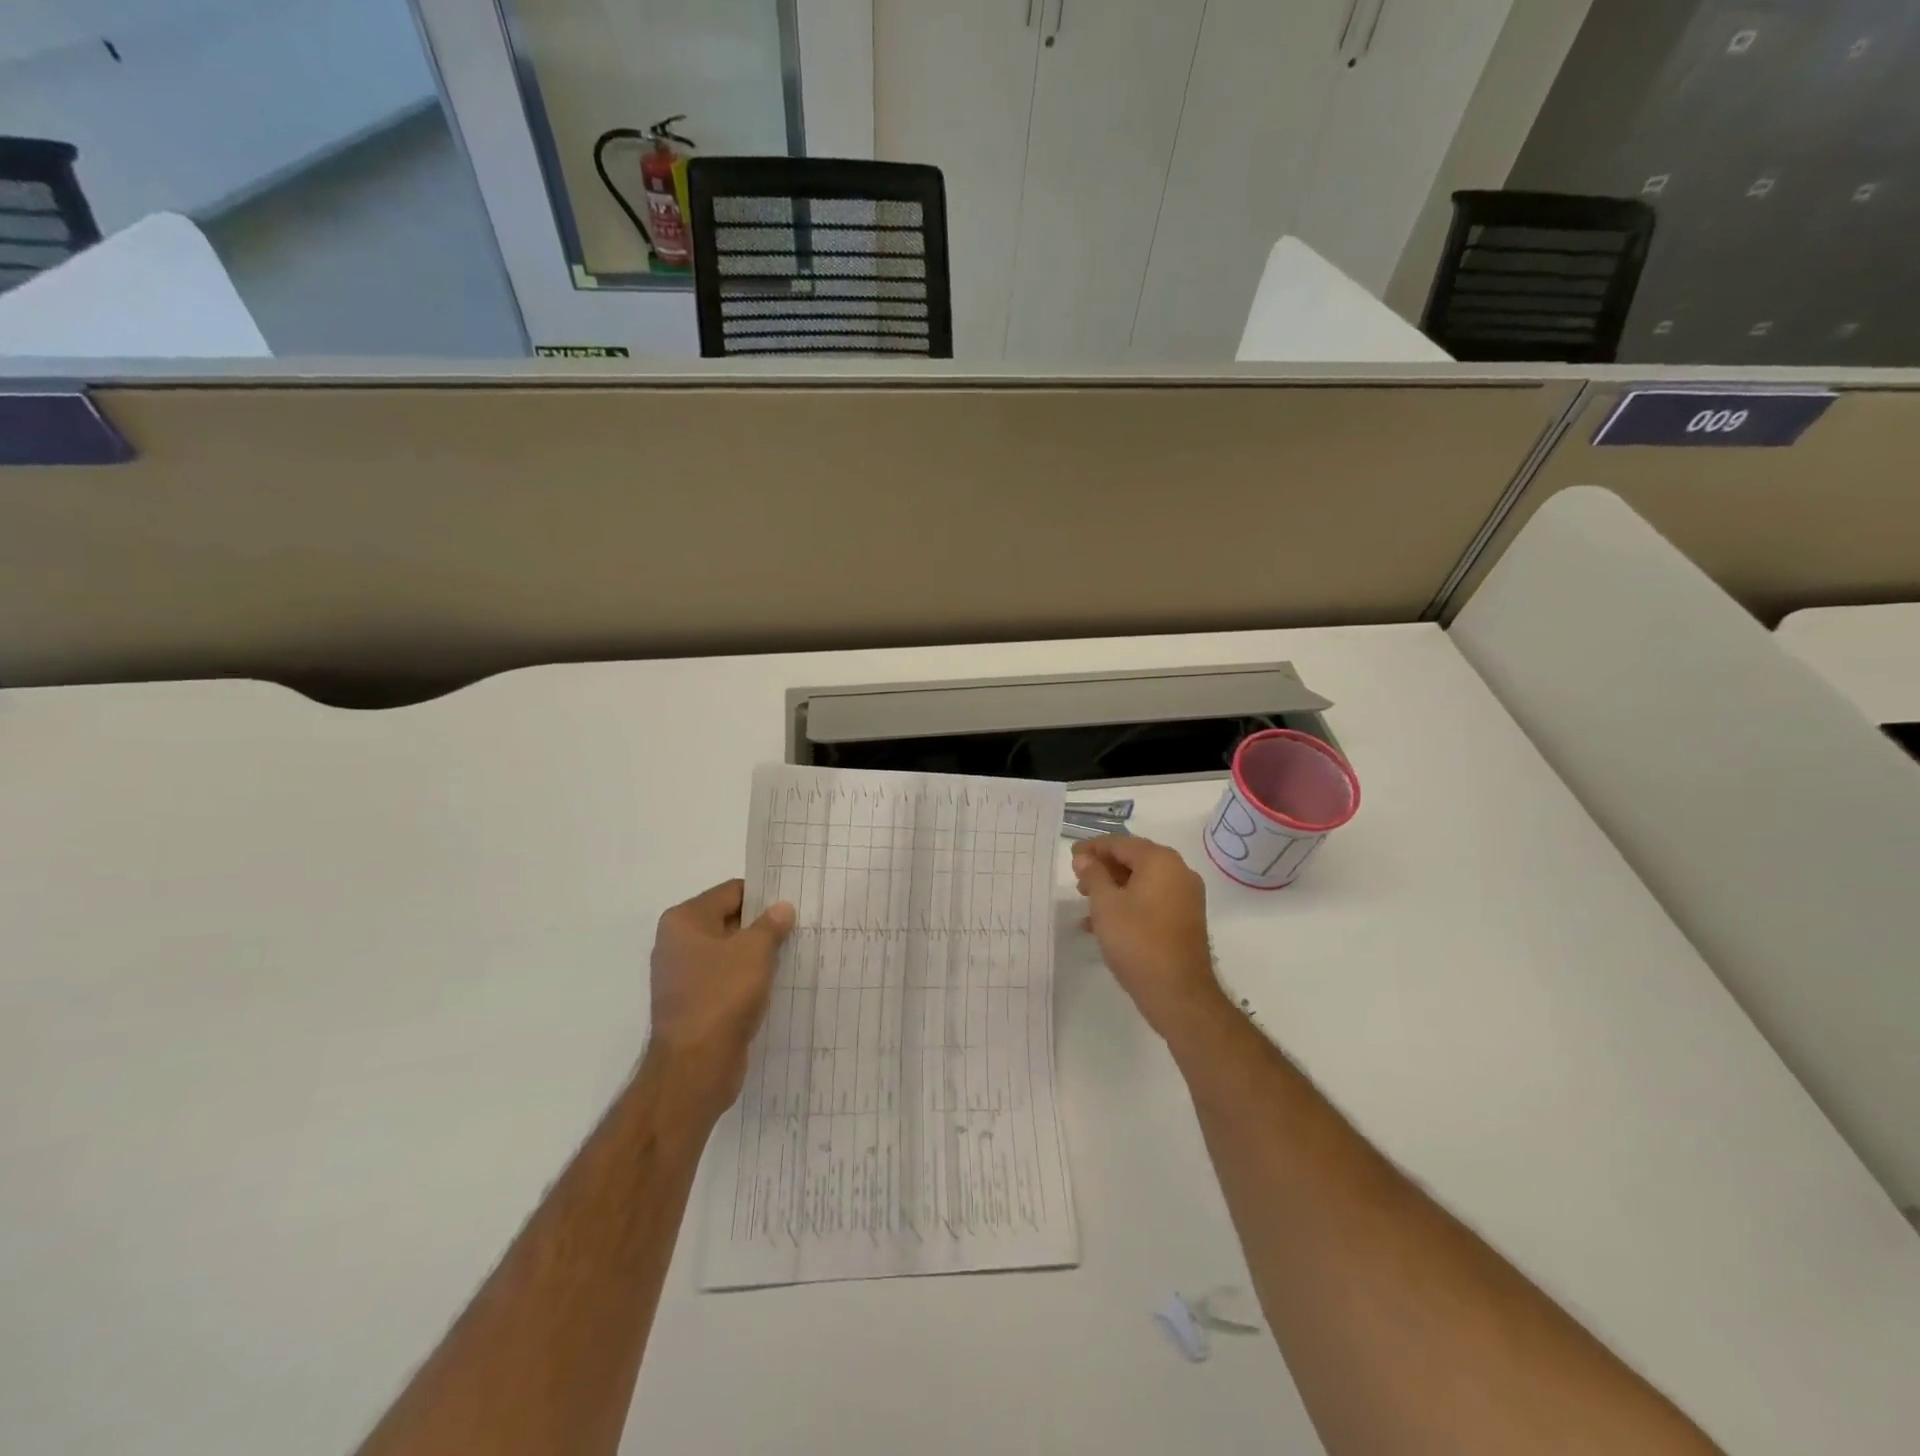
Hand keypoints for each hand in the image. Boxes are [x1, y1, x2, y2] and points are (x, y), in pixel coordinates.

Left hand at [646, 880, 794, 1118]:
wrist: (696, 1066)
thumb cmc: (722, 995)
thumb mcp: (755, 951)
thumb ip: (771, 924)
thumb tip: (782, 908)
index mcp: (684, 920)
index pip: (732, 892)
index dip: (764, 895)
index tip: (793, 903)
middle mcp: (677, 943)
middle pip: (729, 921)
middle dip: (762, 925)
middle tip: (798, 927)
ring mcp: (683, 976)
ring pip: (729, 952)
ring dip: (756, 954)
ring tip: (791, 954)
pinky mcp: (693, 1003)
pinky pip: (725, 979)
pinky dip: (747, 979)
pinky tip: (773, 983)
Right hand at [1072, 836, 1230, 1042]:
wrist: (1178, 993)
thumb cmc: (1137, 941)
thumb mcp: (1105, 905)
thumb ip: (1093, 875)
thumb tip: (1084, 858)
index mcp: (1161, 861)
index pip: (1121, 843)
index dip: (1093, 848)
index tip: (1071, 858)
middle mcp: (1178, 872)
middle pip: (1134, 860)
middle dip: (1104, 869)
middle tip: (1078, 882)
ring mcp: (1185, 897)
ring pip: (1142, 882)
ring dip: (1114, 888)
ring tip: (1086, 903)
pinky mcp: (1185, 919)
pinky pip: (1152, 900)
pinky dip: (1129, 904)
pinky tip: (1103, 925)